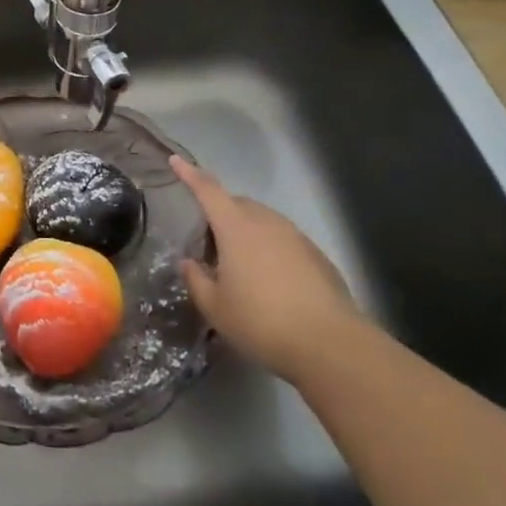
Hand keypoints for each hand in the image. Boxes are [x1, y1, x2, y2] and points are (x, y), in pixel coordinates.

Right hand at [170, 155, 358, 380]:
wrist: (330, 344)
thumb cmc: (261, 322)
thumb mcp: (215, 307)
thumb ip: (196, 280)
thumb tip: (188, 263)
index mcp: (236, 228)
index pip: (208, 190)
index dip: (190, 174)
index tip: (176, 160)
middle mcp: (266, 222)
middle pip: (237, 204)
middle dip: (220, 212)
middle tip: (209, 243)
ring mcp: (296, 237)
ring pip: (263, 220)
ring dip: (246, 231)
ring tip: (239, 264)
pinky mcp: (317, 255)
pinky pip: (284, 239)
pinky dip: (270, 248)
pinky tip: (270, 280)